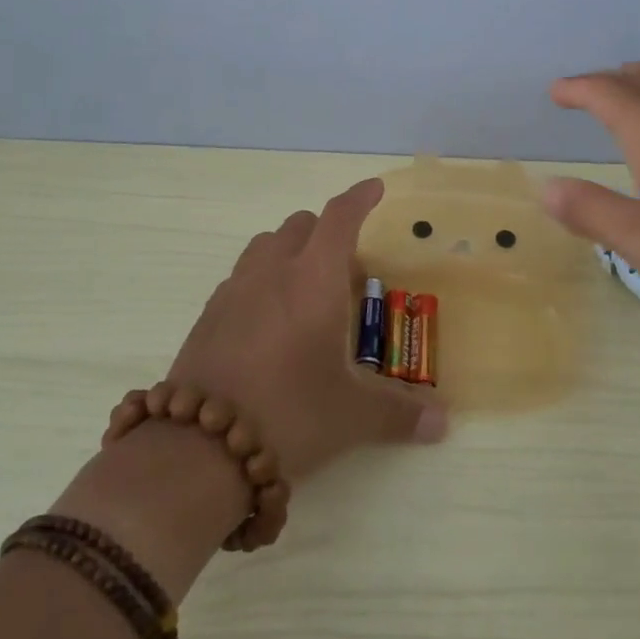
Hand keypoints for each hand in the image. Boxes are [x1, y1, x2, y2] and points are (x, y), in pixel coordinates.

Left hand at [164, 177, 445, 481]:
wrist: (198, 450)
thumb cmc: (289, 414)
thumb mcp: (351, 415)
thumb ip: (399, 412)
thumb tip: (442, 423)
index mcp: (315, 278)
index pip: (340, 217)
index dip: (360, 198)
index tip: (375, 188)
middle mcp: (273, 271)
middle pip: (301, 224)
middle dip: (326, 232)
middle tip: (345, 270)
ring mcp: (235, 290)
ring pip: (266, 245)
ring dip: (290, 251)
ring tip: (305, 291)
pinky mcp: (207, 314)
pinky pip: (241, 276)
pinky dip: (261, 280)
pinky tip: (268, 321)